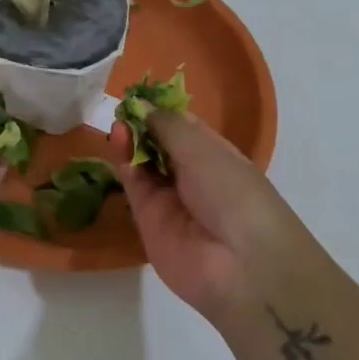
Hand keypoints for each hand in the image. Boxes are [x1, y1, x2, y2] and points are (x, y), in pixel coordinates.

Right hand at [109, 108, 296, 318]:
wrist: (240, 266)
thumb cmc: (234, 194)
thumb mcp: (204, 150)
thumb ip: (168, 126)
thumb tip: (142, 105)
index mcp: (216, 155)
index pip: (184, 126)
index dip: (162, 110)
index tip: (139, 93)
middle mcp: (193, 175)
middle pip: (160, 144)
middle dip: (143, 125)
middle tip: (123, 108)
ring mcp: (170, 198)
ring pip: (143, 163)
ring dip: (131, 141)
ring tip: (118, 122)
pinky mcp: (148, 219)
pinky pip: (133, 185)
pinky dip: (124, 162)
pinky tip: (117, 140)